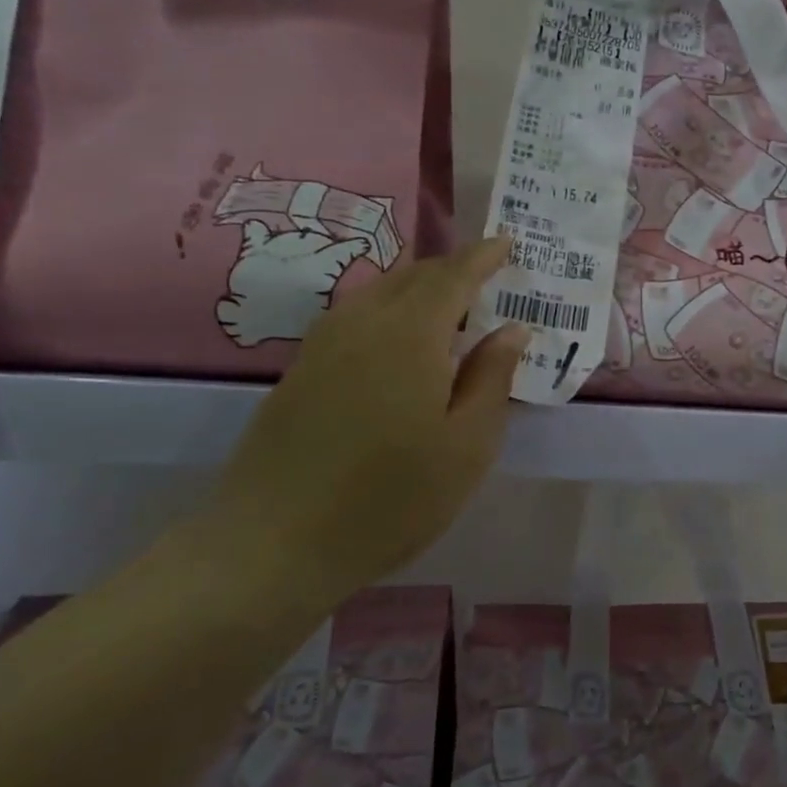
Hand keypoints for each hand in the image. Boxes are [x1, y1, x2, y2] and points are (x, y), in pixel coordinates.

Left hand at [205, 238, 528, 592]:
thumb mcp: (467, 446)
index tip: (507, 242)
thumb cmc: (391, 499)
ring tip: (447, 307)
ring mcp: (323, 345)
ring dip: (418, 288)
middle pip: (413, 276)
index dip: (483, 256)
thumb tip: (512, 328)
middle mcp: (363, 323)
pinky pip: (354, 316)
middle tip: (486, 277)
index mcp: (411, 335)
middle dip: (452, 269)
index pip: (454, 276)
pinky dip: (388, 310)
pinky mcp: (300, 370)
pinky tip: (398, 341)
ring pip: (379, 292)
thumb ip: (492, 378)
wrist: (274, 544)